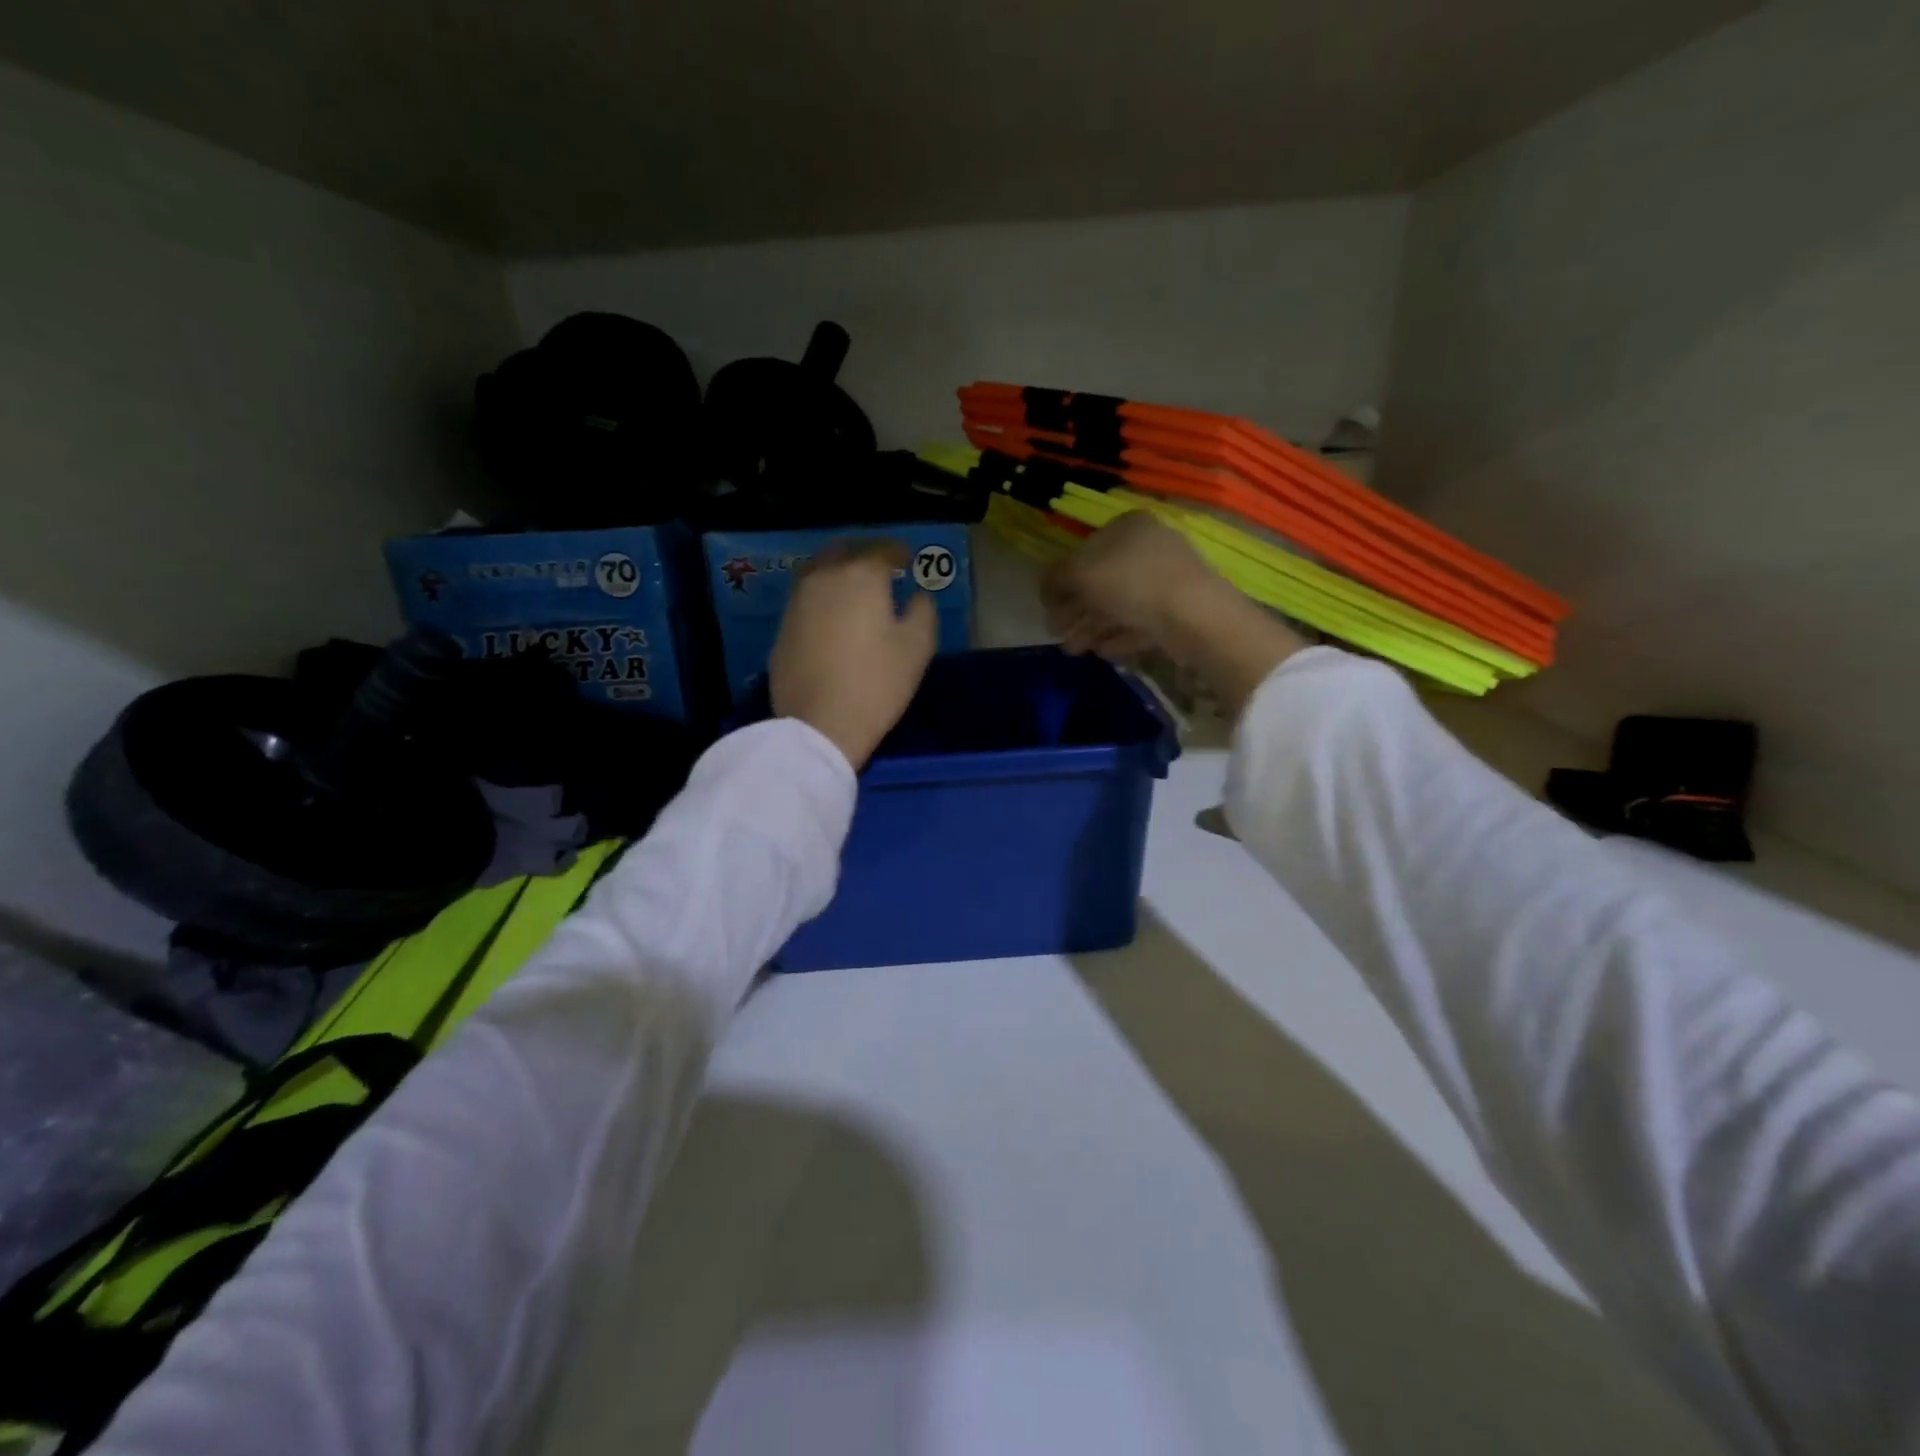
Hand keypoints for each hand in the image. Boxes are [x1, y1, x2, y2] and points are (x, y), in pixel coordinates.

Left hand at [770, 539, 937, 769]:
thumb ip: (923, 611)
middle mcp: (824, 578)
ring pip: (818, 572)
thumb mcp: (917, 648)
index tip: (907, 560)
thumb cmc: (877, 683)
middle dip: (863, 554)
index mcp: (861, 576)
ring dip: (837, 574)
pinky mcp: (782, 629)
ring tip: (853, 591)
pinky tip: (831, 618)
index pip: (882, 549)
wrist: (819, 725)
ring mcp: (797, 602)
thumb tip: (917, 596)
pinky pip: (805, 600)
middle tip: (879, 569)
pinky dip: (821, 599)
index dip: (898, 551)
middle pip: (843, 551)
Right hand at [1042, 511, 1306, 716]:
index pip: (1084, 551)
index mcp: (1127, 527)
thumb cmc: (1131, 584)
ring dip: (1093, 627)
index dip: (1062, 581)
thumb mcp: (1080, 575)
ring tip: (1076, 651)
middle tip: (1059, 635)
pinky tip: (1103, 653)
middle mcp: (1148, 547)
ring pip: (1120, 605)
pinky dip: (1119, 636)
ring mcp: (1167, 579)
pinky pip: (1141, 622)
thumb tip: (1045, 588)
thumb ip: (1055, 579)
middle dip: (1076, 611)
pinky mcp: (1179, 611)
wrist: (1195, 617)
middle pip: (1102, 581)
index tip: (1048, 608)